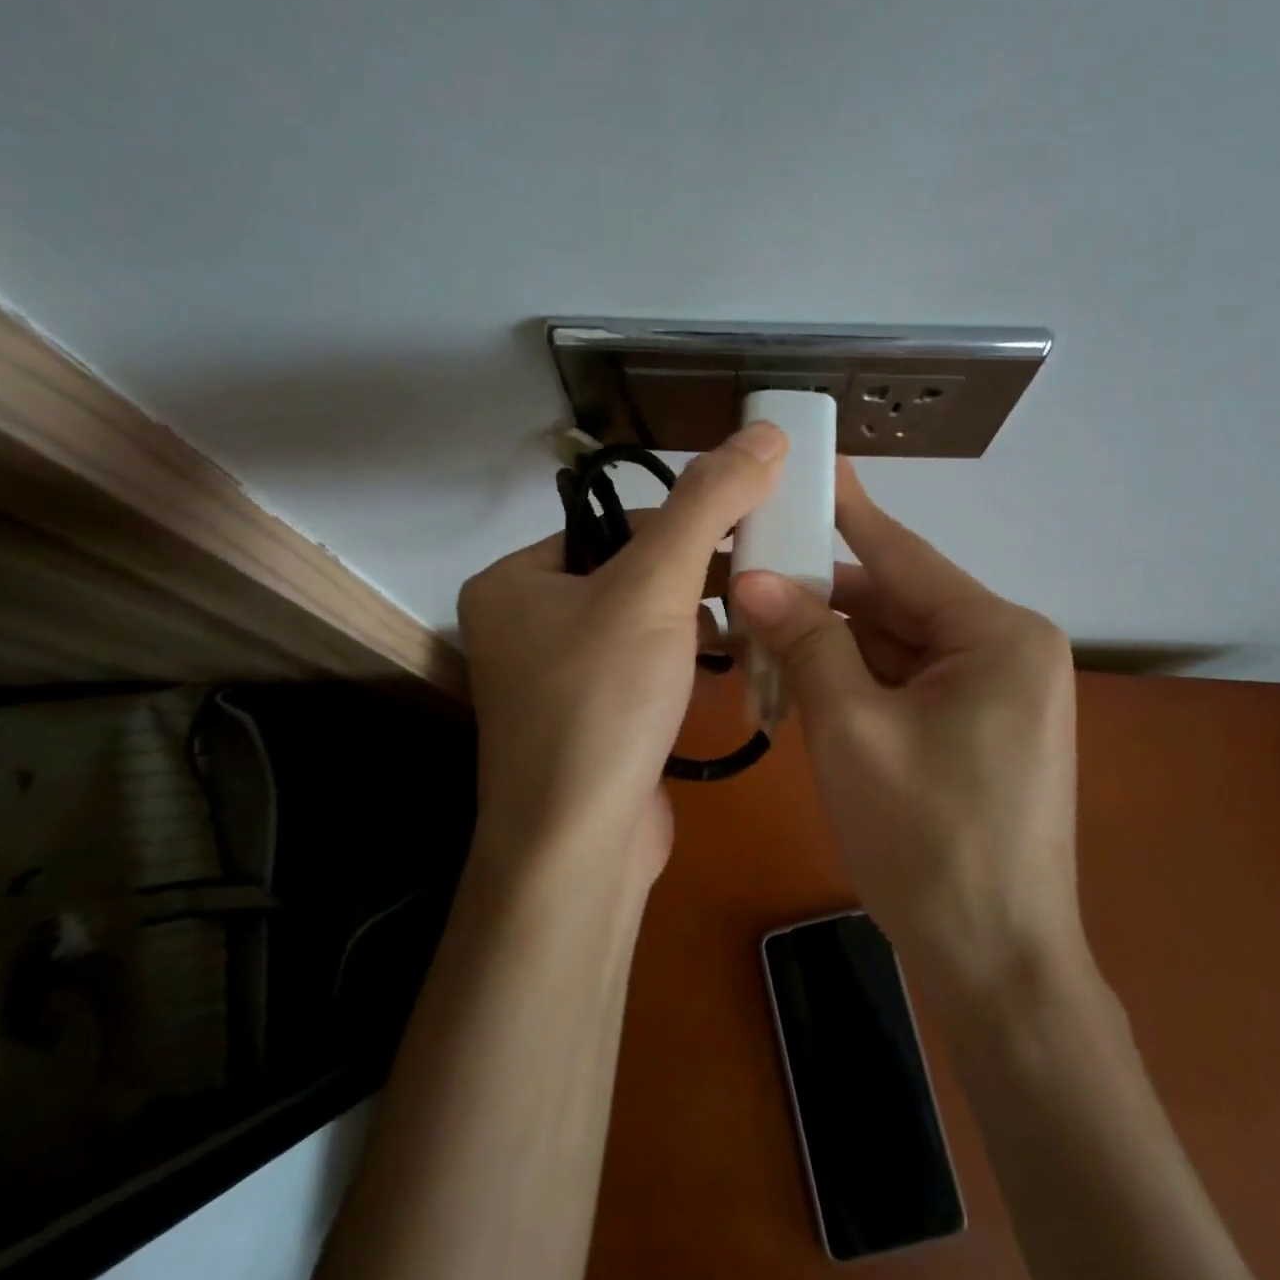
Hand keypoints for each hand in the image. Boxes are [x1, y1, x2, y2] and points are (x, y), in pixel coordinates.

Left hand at [457, 422, 787, 885]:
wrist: (579, 850)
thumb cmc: (603, 701)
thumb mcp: (656, 585)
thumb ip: (709, 502)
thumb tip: (764, 430)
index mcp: (514, 580)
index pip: (615, 526)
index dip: (687, 524)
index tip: (749, 531)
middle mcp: (523, 625)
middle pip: (630, 574)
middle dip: (697, 576)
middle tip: (760, 575)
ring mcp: (553, 680)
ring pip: (641, 624)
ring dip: (697, 619)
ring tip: (751, 616)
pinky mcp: (586, 723)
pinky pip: (641, 670)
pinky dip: (683, 660)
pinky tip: (724, 664)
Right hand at [729, 460, 1079, 987]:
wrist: (995, 967)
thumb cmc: (928, 841)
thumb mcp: (852, 730)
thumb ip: (806, 642)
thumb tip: (753, 578)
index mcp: (996, 634)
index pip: (903, 554)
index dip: (848, 509)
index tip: (809, 462)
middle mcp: (1004, 650)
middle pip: (894, 603)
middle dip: (820, 598)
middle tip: (747, 571)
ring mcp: (993, 693)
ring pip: (893, 646)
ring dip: (829, 646)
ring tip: (754, 632)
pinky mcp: (975, 729)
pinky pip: (903, 684)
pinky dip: (852, 683)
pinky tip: (796, 683)